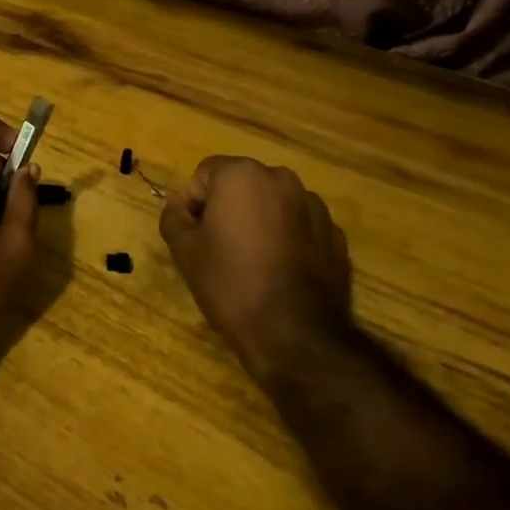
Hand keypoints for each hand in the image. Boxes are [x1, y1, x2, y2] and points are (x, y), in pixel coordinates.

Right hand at [159, 157, 352, 383]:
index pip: (205, 174)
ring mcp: (314, 205)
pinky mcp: (335, 233)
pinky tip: (281, 271)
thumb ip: (173, 216)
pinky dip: (288, 238)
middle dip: (229, 208)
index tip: (196, 237)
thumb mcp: (185, 251)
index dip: (195, 204)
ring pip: (273, 204)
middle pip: (242, 184)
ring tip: (254, 261)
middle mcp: (282, 179)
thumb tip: (178, 204)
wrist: (295, 334)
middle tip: (221, 248)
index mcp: (242, 175)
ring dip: (260, 221)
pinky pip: (299, 225)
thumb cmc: (231, 284)